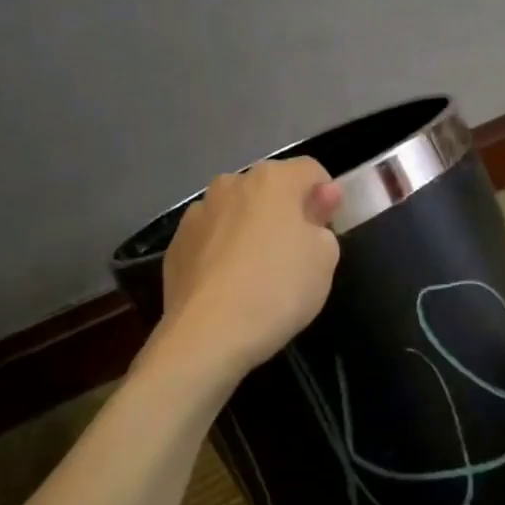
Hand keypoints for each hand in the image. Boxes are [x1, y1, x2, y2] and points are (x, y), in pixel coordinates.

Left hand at [158, 157, 342, 375]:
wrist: (208, 334)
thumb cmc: (278, 289)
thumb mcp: (324, 259)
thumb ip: (324, 222)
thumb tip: (319, 202)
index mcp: (272, 180)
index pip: (311, 171)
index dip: (326, 197)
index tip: (328, 229)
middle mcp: (230, 184)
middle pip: (269, 189)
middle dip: (286, 211)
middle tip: (297, 253)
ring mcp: (197, 214)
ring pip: (237, 212)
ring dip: (251, 229)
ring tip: (259, 272)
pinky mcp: (175, 245)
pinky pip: (212, 239)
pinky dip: (224, 252)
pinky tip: (231, 286)